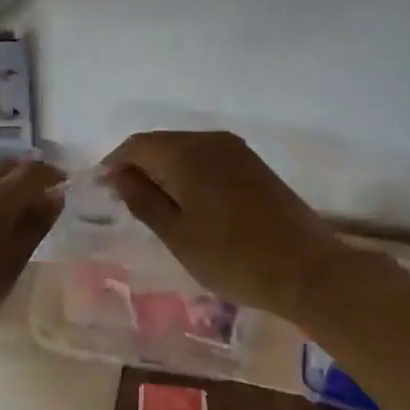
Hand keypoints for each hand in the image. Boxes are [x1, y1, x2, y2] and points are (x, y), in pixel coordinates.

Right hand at [101, 130, 349, 321]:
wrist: (308, 269)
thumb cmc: (233, 257)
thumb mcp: (177, 235)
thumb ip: (142, 199)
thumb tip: (117, 174)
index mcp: (186, 153)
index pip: (137, 146)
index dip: (114, 163)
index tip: (101, 189)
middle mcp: (209, 140)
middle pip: (161, 143)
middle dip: (138, 165)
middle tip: (123, 199)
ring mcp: (235, 150)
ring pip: (184, 149)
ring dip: (163, 169)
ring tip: (152, 202)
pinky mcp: (253, 164)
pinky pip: (206, 157)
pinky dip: (188, 172)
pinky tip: (187, 200)